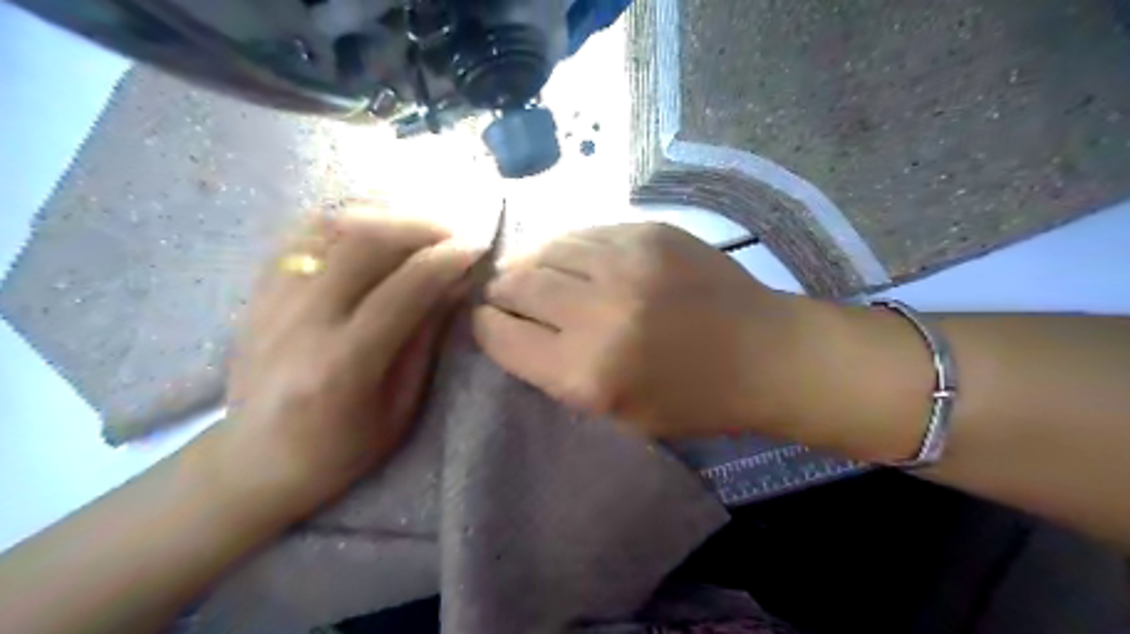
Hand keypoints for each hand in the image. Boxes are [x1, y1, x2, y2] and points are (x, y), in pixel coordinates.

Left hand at [218, 205, 482, 512]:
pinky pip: (302, 234)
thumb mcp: (399, 408)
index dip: (446, 260)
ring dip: (384, 215)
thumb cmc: (340, 449)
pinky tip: (373, 227)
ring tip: (418, 225)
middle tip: (453, 232)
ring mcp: (271, 300)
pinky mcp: (257, 291)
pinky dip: (345, 219)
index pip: (404, 288)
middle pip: (363, 242)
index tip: (477, 247)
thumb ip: (425, 340)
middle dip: (419, 226)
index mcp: (343, 364)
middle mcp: (301, 322)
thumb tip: (456, 284)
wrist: (255, 461)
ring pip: (330, 227)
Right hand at [472, 223, 816, 439]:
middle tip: (504, 296)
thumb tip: (514, 330)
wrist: (765, 353)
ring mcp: (624, 262)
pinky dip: (567, 247)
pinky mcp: (648, 232)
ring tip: (534, 274)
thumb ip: (557, 374)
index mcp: (585, 373)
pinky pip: (584, 232)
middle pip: (516, 285)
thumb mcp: (616, 414)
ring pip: (545, 250)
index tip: (488, 323)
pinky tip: (571, 259)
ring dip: (531, 264)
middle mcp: (596, 311)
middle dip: (500, 291)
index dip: (485, 327)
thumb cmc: (692, 400)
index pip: (500, 335)